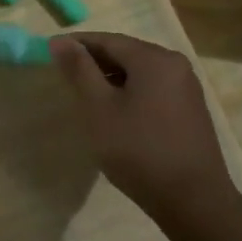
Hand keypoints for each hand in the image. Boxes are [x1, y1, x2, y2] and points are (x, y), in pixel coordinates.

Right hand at [49, 32, 232, 214]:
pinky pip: (153, 88)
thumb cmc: (139, 150)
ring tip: (85, 95)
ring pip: (139, 71)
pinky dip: (129, 91)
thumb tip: (60, 41)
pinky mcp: (190, 109)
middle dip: (93, 61)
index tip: (49, 51)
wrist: (193, 200)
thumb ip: (79, 71)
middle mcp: (175, 64)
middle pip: (125, 52)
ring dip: (110, 78)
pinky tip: (115, 112)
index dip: (76, 44)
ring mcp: (186, 87)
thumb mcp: (99, 109)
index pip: (107, 40)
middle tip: (64, 75)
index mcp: (153, 59)